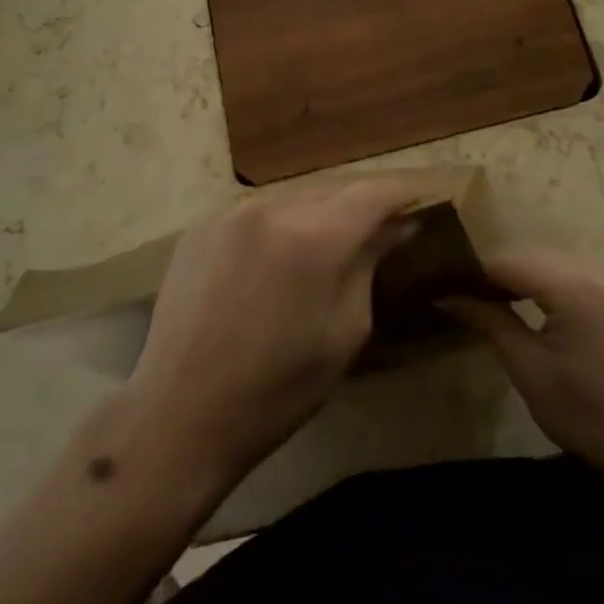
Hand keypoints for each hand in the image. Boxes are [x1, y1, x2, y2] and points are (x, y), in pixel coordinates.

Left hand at [123, 179, 421, 488]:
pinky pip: (258, 212)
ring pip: (294, 198)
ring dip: (320, 215)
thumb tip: (395, 227)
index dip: (404, 193)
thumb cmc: (278, 389)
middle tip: (381, 230)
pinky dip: (280, 225)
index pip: (374, 193)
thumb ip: (369, 266)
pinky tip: (278, 258)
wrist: (181, 414)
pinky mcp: (200, 226)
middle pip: (334, 190)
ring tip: (329, 246)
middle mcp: (271, 208)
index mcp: (313, 238)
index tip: (423, 201)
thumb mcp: (346, 332)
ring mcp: (229, 213)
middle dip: (362, 206)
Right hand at [448, 251, 603, 487]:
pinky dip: (551, 283)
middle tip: (466, 296)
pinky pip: (577, 273)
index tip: (445, 287)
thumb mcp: (528, 369)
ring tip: (495, 301)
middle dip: (498, 273)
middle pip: (533, 256)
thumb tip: (447, 296)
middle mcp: (600, 269)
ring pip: (554, 262)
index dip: (474, 272)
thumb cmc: (587, 414)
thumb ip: (488, 321)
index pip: (510, 262)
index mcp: (577, 287)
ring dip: (524, 277)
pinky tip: (535, 306)